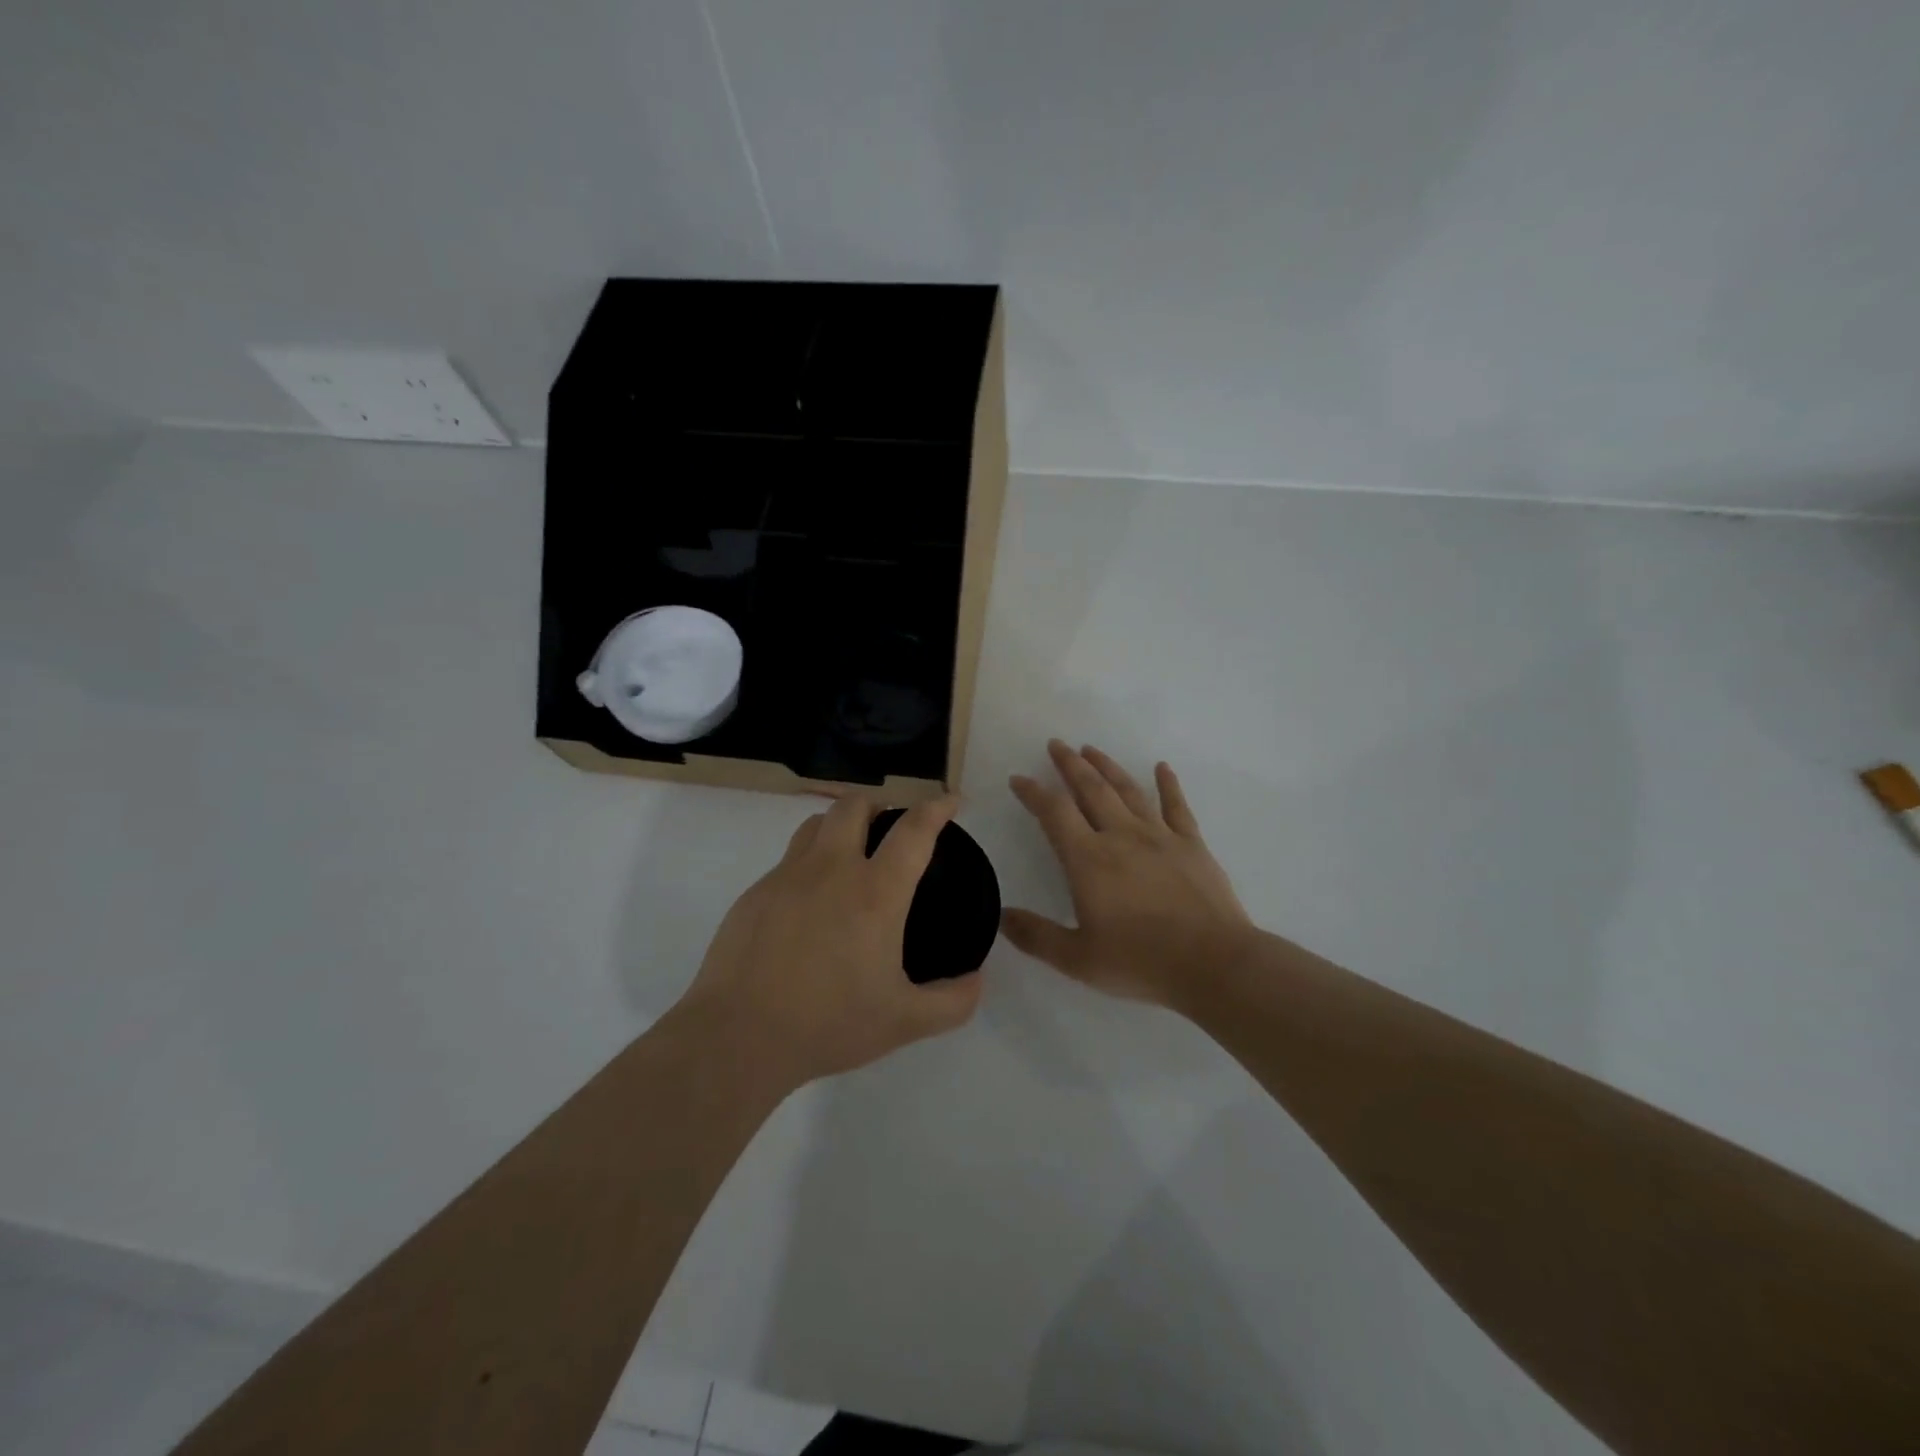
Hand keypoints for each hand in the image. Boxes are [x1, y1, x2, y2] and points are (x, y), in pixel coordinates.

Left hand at [679, 795, 982, 1087]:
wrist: (738, 1036)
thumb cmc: (828, 1023)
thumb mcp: (904, 1022)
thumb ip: (952, 1002)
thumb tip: (978, 980)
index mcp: (875, 892)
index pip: (913, 830)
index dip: (937, 807)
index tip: (951, 801)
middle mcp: (831, 869)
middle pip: (855, 806)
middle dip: (880, 805)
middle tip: (891, 829)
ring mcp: (787, 877)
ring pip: (816, 824)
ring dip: (841, 825)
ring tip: (851, 853)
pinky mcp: (755, 893)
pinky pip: (788, 860)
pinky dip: (809, 864)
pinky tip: (810, 904)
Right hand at [1003, 741, 1252, 1006]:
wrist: (1213, 964)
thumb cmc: (1140, 962)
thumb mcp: (1078, 959)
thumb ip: (1036, 936)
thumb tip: (1000, 916)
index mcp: (1089, 860)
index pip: (1054, 813)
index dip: (1033, 793)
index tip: (1019, 778)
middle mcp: (1121, 836)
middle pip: (1091, 788)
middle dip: (1070, 764)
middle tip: (1057, 744)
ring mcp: (1160, 836)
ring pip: (1128, 790)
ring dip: (1107, 766)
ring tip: (1092, 749)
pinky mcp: (1191, 844)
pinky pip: (1176, 806)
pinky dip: (1168, 784)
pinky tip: (1162, 767)